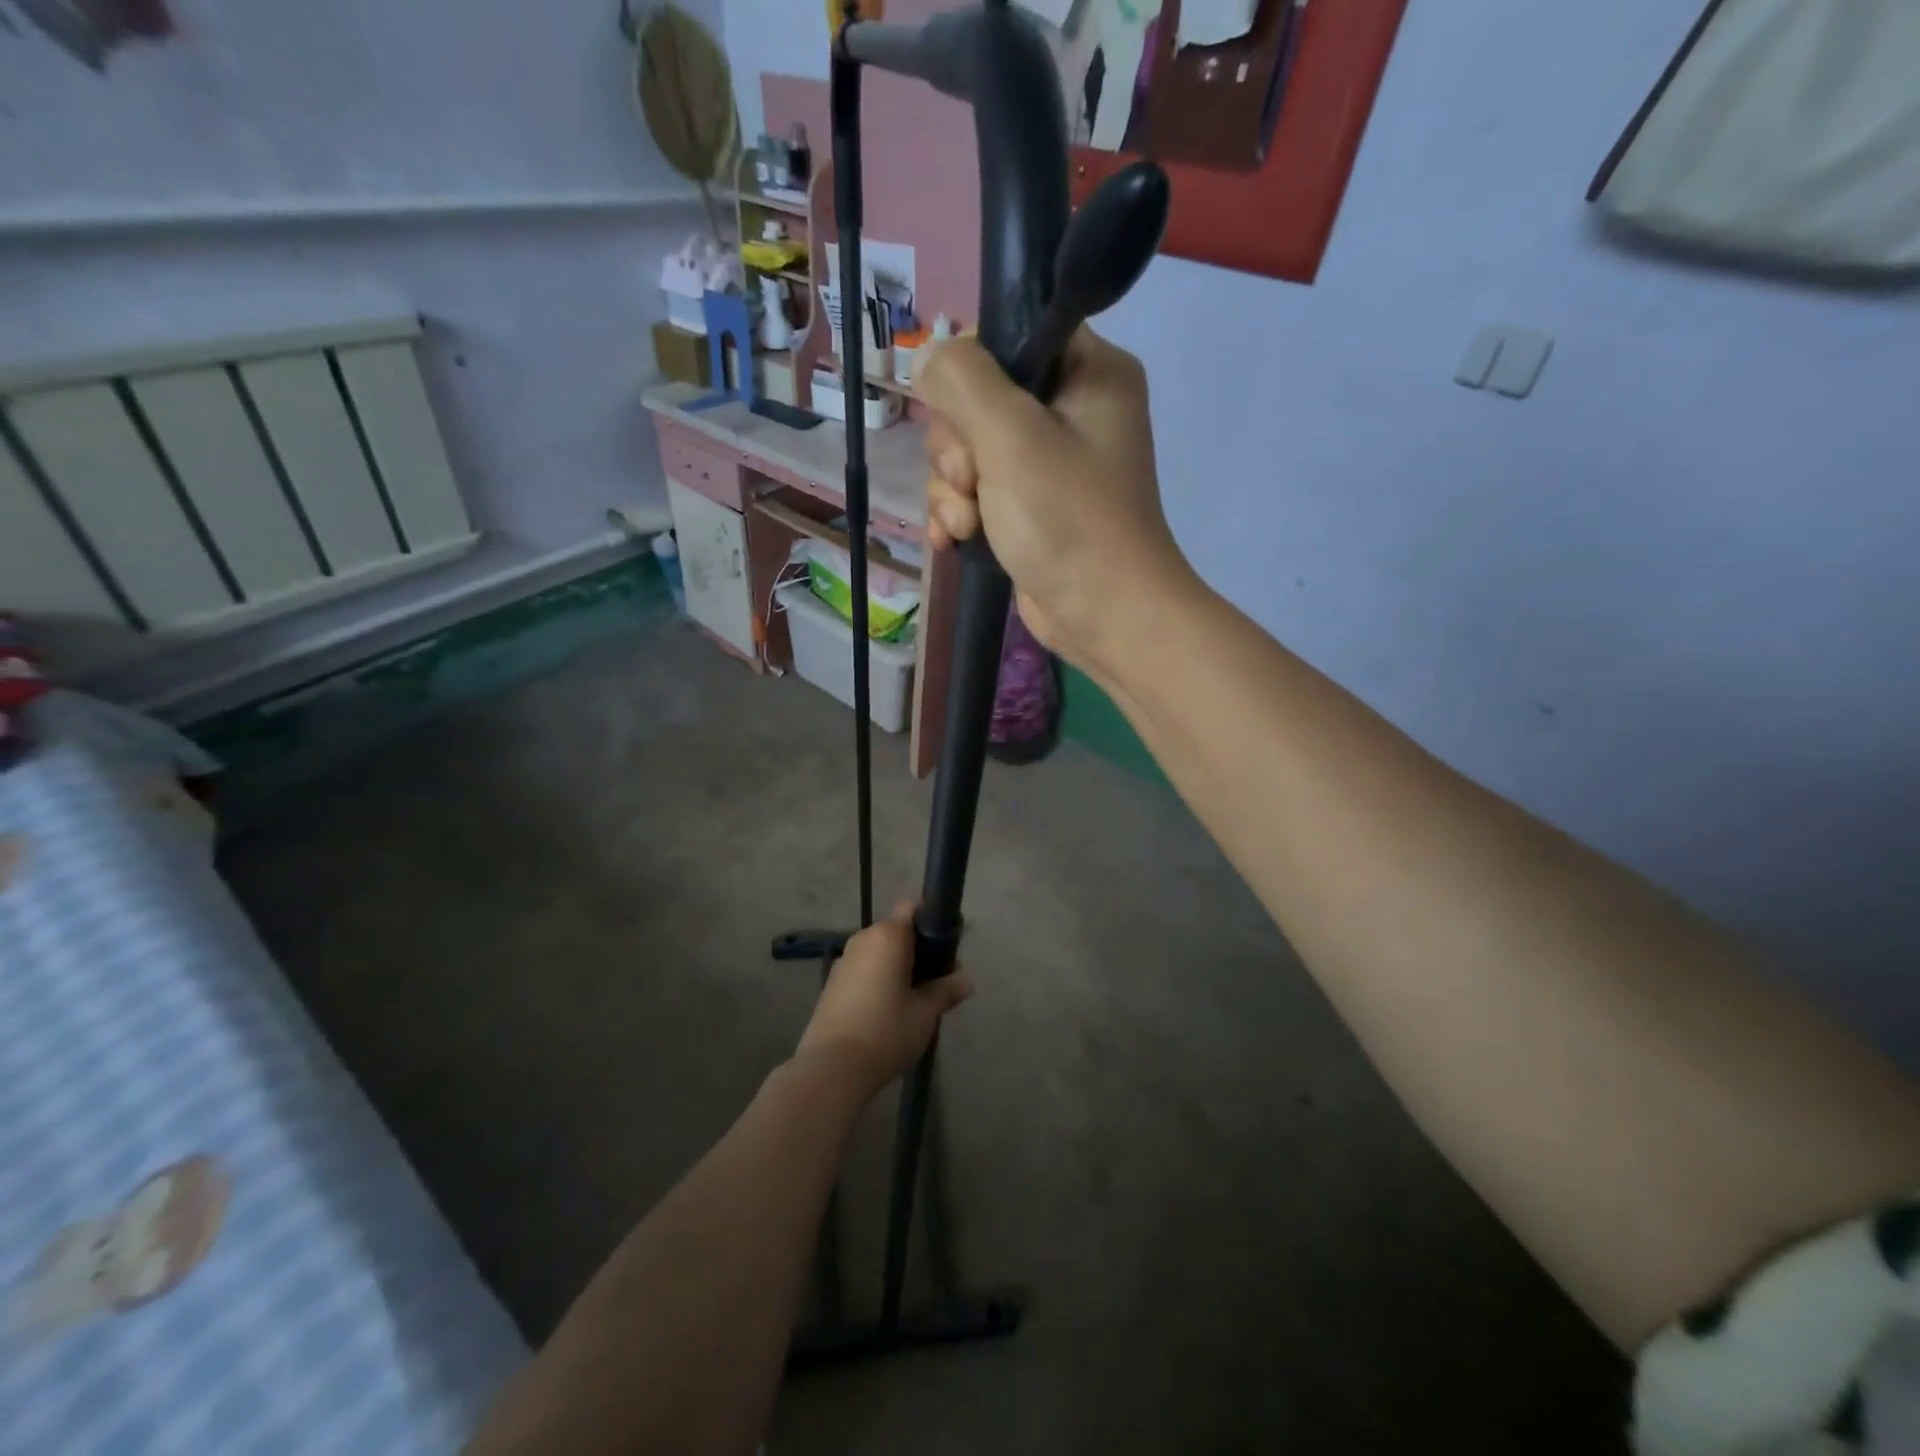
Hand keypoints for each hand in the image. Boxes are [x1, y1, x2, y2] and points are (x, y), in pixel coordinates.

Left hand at [793, 903, 972, 1098]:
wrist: (832, 1068)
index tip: (948, 947)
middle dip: (918, 948)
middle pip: (896, 930)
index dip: (932, 922)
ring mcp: (843, 960)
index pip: (913, 908)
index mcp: (888, 935)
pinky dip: (878, 979)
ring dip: (897, 965)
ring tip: (914, 998)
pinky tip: (887, 1010)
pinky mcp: (832, 983)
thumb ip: (947, 990)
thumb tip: (966, 980)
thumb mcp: (925, 1013)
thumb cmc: (886, 1031)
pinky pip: (863, 969)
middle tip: (937, 979)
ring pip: (879, 951)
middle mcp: (862, 939)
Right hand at [915, 327, 1192, 676]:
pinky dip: (959, 515)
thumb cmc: (1068, 520)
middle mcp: (1070, 410)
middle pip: (976, 399)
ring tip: (967, 526)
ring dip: (952, 490)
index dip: (969, 373)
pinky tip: (953, 541)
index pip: (1008, 334)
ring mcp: (1047, 464)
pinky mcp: (1028, 507)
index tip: (964, 418)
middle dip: (957, 449)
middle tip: (972, 483)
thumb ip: (963, 380)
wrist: (1103, 615)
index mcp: (1088, 371)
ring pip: (967, 450)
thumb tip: (929, 356)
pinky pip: (975, 491)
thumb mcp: (1012, 436)